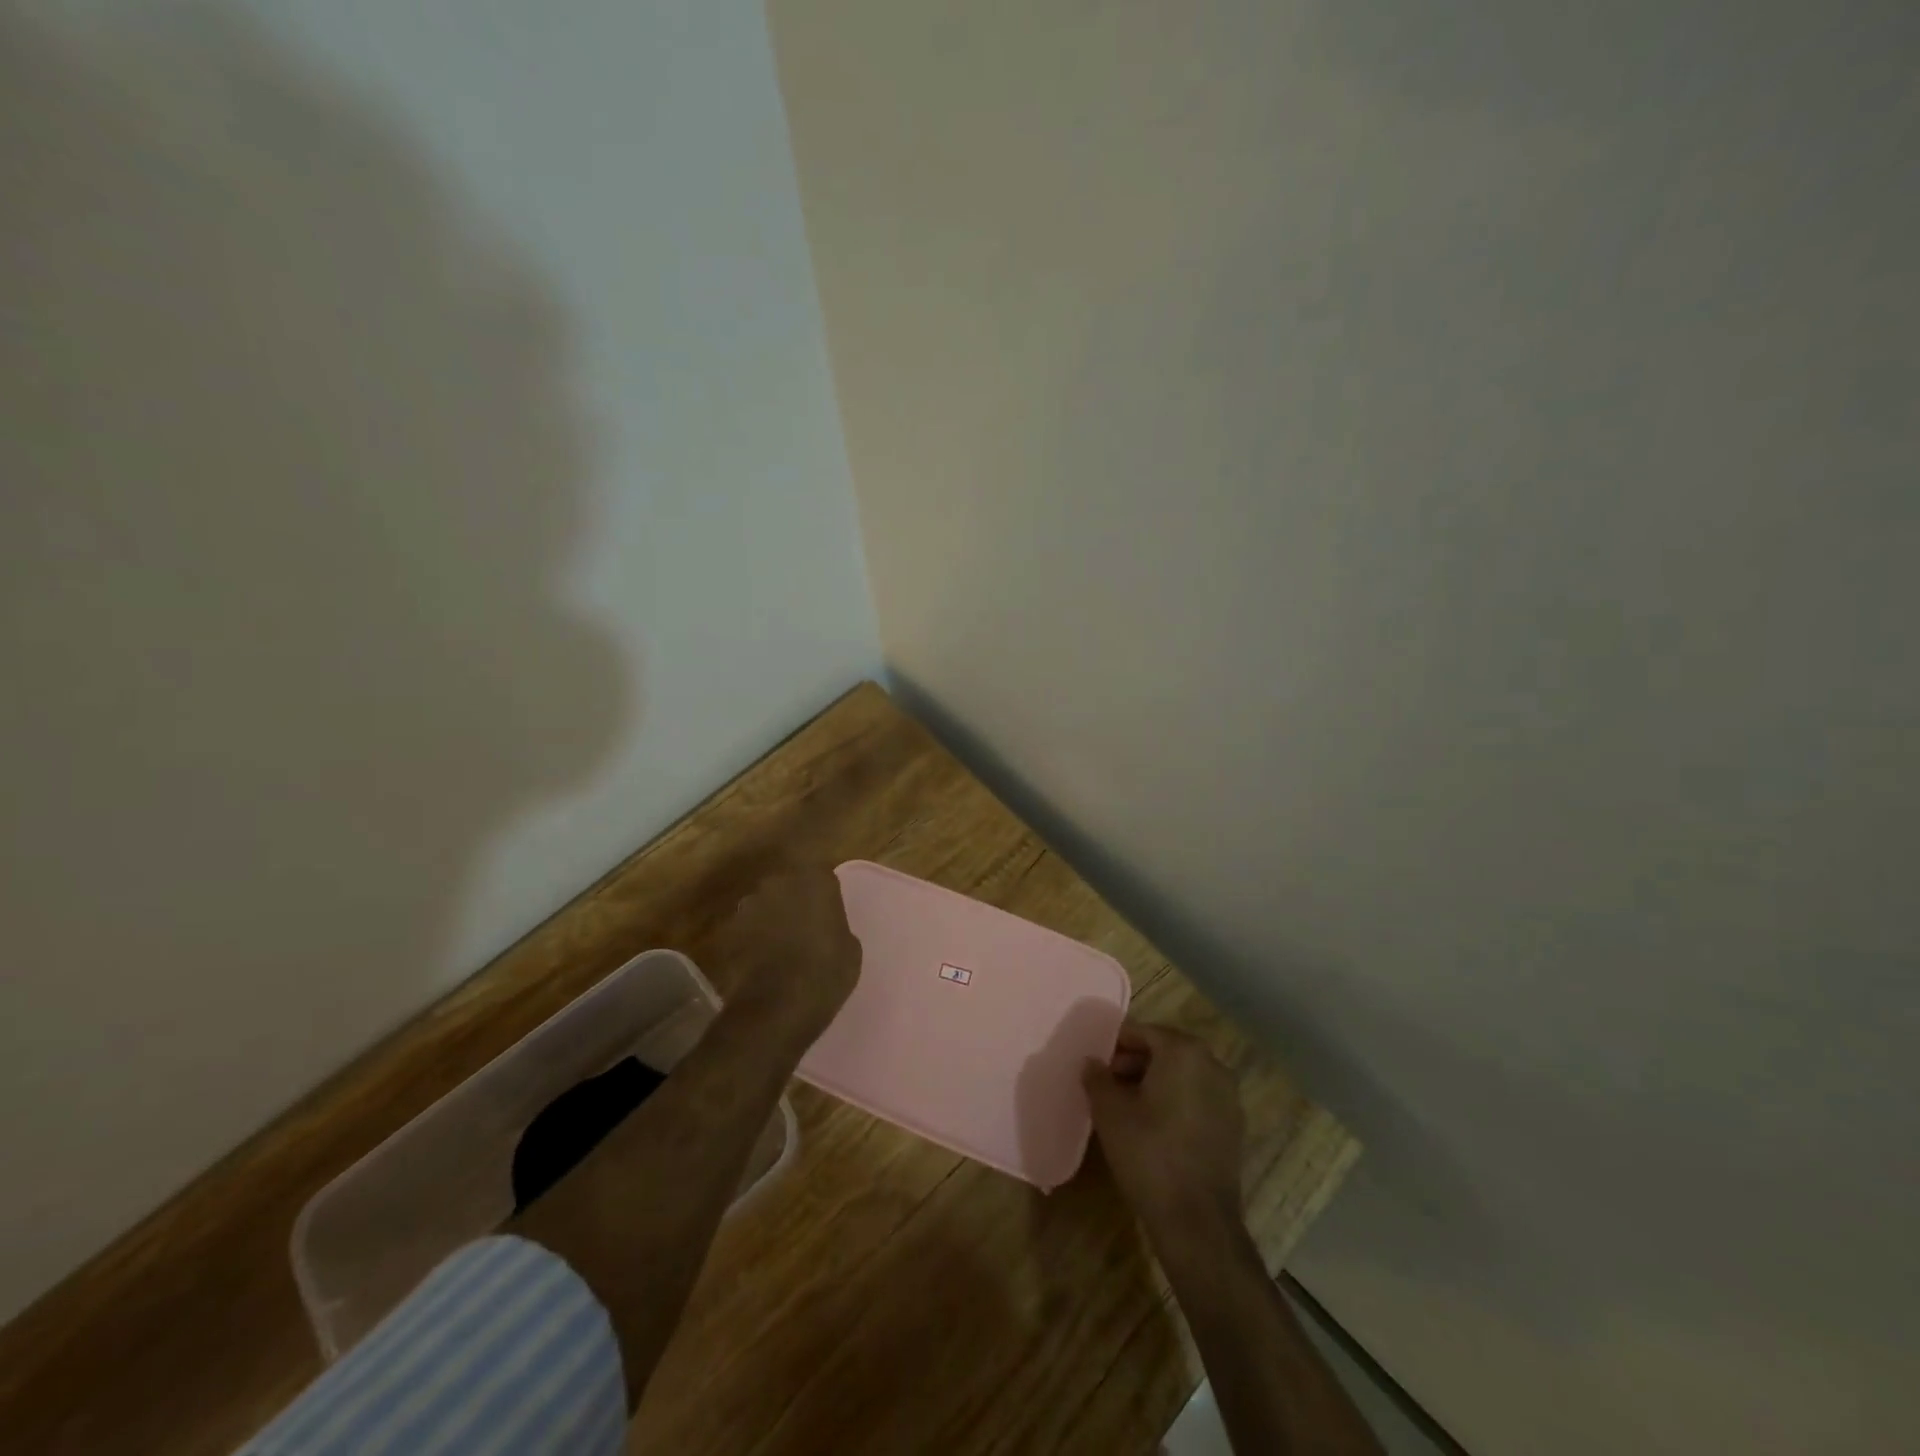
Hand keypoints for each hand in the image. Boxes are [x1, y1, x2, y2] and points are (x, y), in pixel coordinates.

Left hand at [718, 867, 862, 1050]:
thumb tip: (826, 926)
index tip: (827, 912)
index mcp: (816, 881)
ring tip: (780, 946)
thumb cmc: (826, 973)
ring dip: (771, 917)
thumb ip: (836, 925)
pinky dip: (752, 939)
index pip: (821, 875)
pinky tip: (761, 961)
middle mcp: (780, 883)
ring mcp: (751, 905)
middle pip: (788, 884)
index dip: (823, 893)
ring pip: (765, 904)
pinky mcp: (730, 929)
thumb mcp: (850, 948)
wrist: (777, 1006)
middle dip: (794, 900)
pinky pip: (747, 928)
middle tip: (804, 927)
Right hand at [1082, 1021, 1244, 1241]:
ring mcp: (1228, 1096)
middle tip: (1107, 1085)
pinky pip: (1197, 1099)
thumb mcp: (1109, 1111)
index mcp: (1183, 1051)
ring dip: (1154, 1083)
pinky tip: (1154, 1128)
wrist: (1197, 1221)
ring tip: (1126, 1107)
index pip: (1141, 1032)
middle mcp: (1212, 1064)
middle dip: (1134, 1063)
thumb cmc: (1149, 1153)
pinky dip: (1175, 1103)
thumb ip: (1097, 1077)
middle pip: (1164, 1050)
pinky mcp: (1233, 1126)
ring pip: (1182, 1075)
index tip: (1096, 1065)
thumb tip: (1092, 1062)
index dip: (1114, 1046)